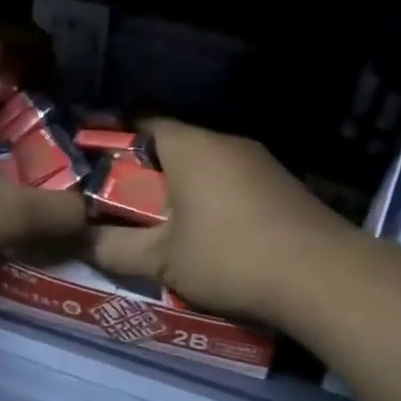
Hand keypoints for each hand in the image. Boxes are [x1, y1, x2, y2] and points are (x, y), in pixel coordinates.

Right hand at [84, 119, 341, 328]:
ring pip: (205, 167)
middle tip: (119, 204)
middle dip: (144, 173)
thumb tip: (75, 243)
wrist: (324, 278)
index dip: (113, 140)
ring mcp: (260, 163)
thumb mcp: (162, 260)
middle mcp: (225, 143)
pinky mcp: (282, 187)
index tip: (92, 165)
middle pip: (173, 147)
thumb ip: (113, 249)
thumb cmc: (230, 256)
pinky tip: (207, 236)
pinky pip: (231, 184)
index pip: (142, 122)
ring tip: (159, 225)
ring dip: (180, 190)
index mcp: (191, 146)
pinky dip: (211, 201)